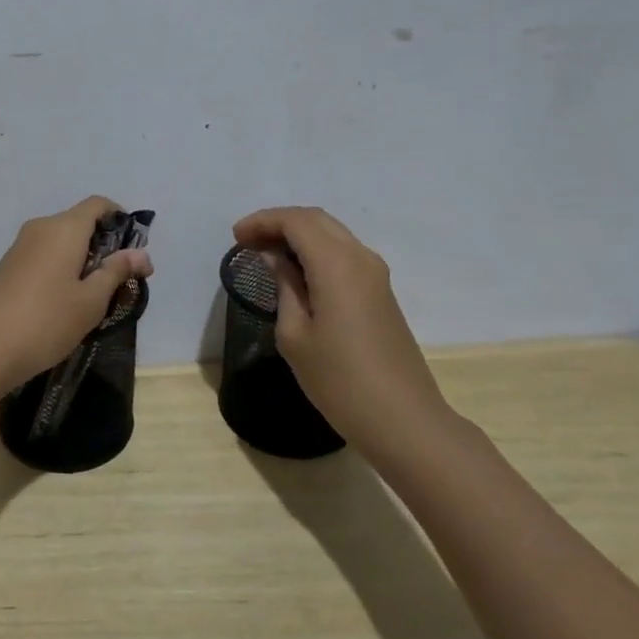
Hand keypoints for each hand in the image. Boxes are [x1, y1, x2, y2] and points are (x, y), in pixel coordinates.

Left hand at [0, 196, 153, 395]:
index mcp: (63, 228)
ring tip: (92, 297)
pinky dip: (60, 269)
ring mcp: (19, 248)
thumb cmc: (45, 321)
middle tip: (119, 281)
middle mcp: (40, 228)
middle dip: (103, 245)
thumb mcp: (91, 301)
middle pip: (79, 222)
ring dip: (81, 260)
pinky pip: (43, 256)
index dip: (120, 219)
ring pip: (60, 242)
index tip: (133, 250)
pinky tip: (62, 304)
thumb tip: (142, 254)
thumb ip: (116, 272)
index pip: (98, 204)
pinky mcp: (6, 268)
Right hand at [230, 206, 445, 442]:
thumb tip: (275, 258)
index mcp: (337, 264)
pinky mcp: (381, 292)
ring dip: (298, 235)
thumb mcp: (295, 335)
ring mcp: (376, 274)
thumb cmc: (339, 380)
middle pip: (316, 219)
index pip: (296, 221)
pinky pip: (343, 254)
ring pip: (332, 234)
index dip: (263, 221)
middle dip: (279, 223)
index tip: (235, 238)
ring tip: (266, 254)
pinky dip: (315, 251)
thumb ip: (285, 287)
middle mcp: (360, 257)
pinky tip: (296, 272)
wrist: (402, 419)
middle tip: (247, 241)